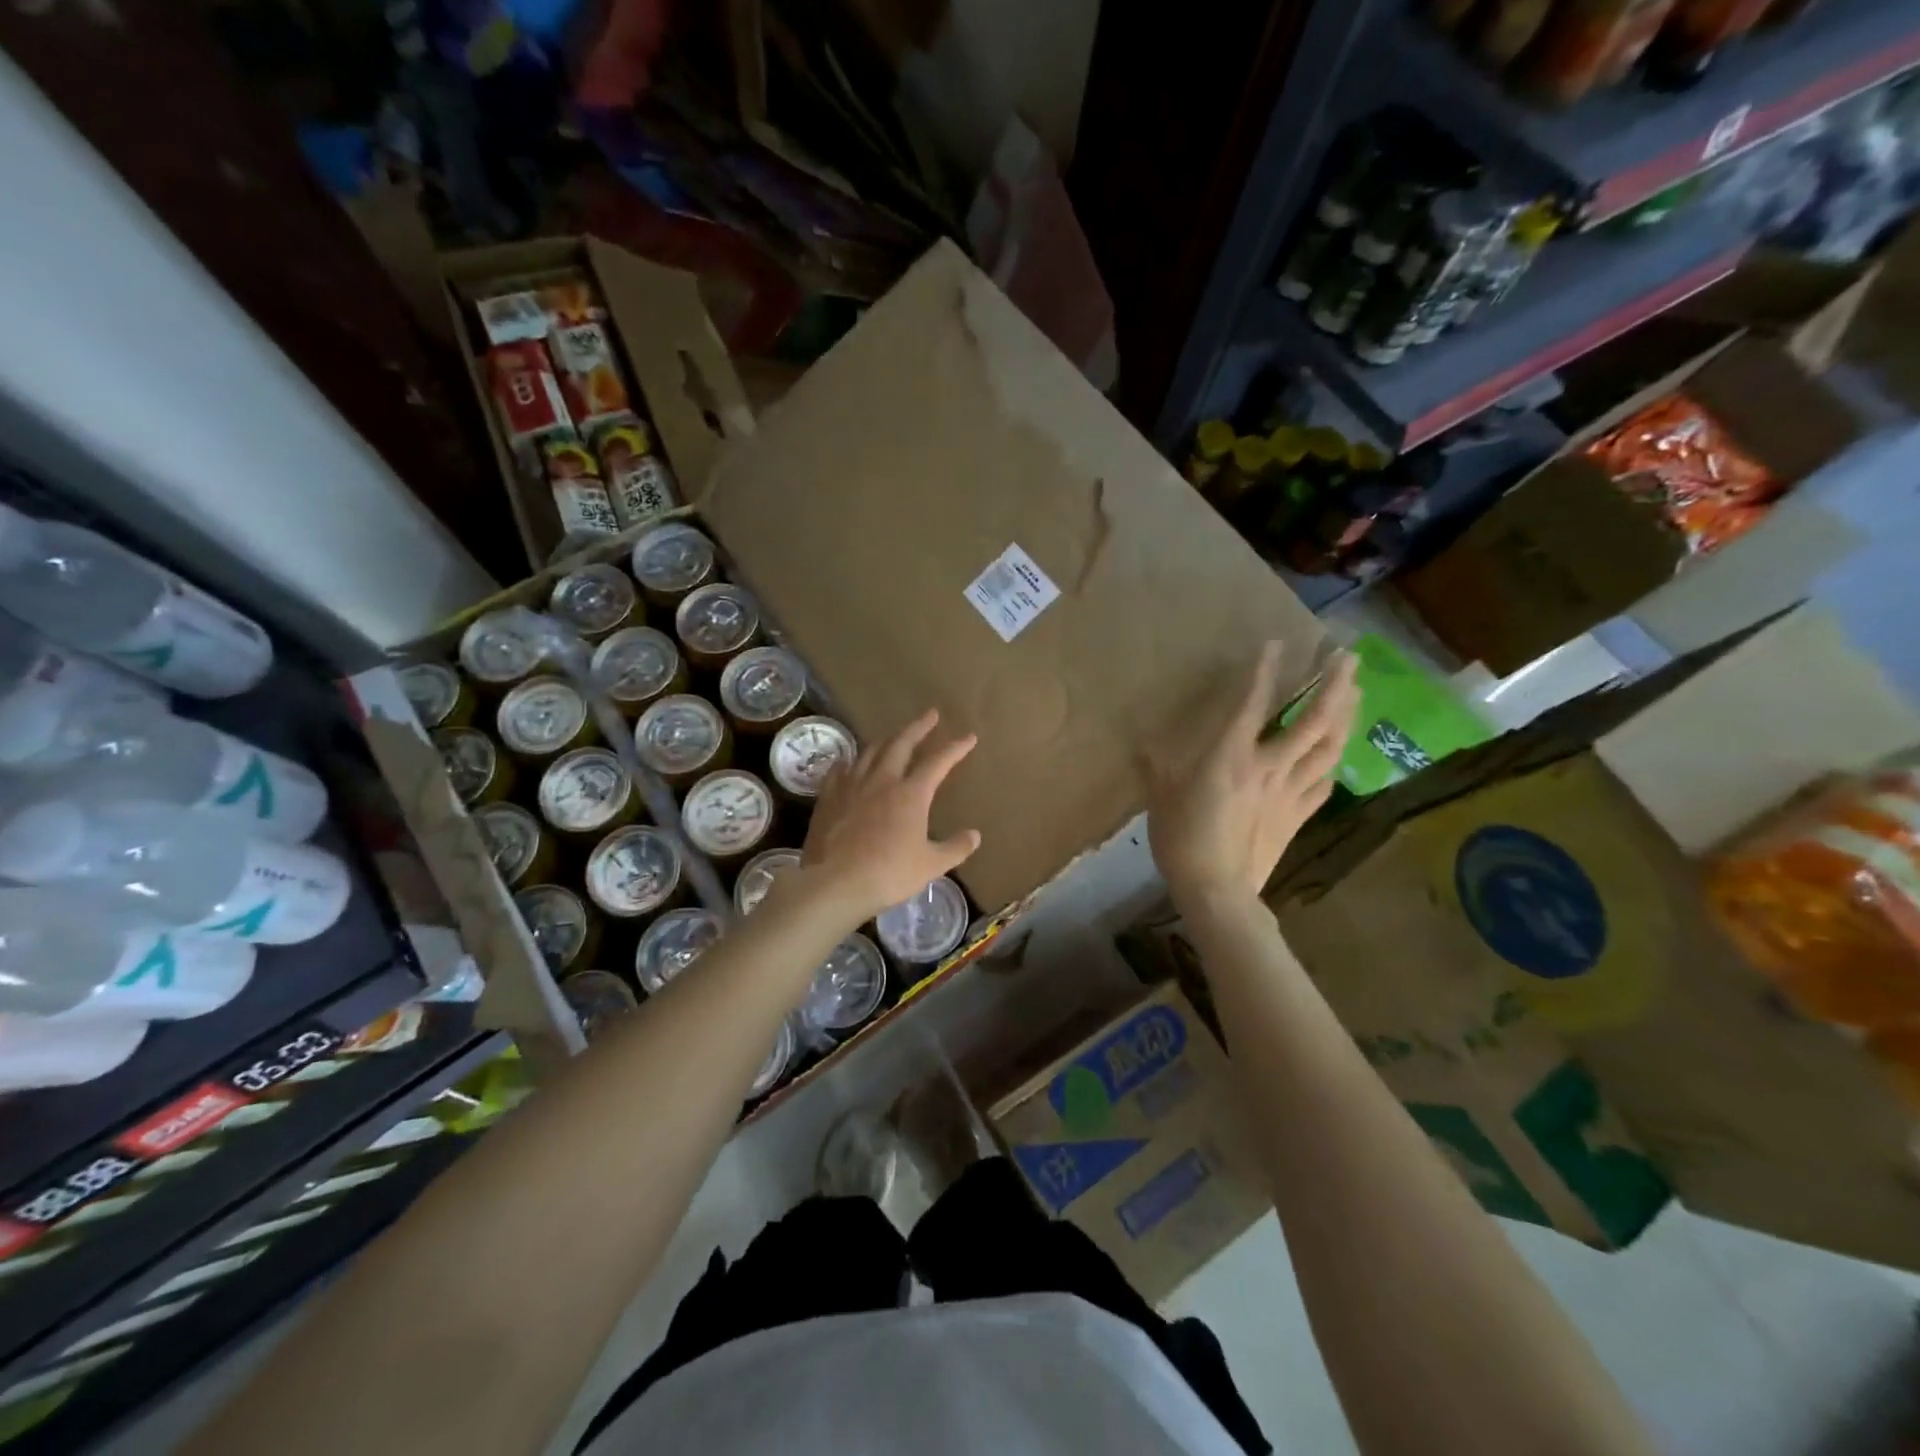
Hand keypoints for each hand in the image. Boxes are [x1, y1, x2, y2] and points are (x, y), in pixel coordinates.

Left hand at [797, 709, 982, 924]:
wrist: (834, 883)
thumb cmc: (888, 874)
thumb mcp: (930, 865)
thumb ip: (955, 848)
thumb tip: (975, 835)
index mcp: (911, 794)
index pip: (938, 762)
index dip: (955, 748)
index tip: (968, 737)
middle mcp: (882, 780)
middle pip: (902, 743)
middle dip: (919, 727)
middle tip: (930, 714)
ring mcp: (851, 785)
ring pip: (871, 751)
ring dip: (887, 740)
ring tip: (894, 736)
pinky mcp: (829, 797)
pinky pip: (840, 770)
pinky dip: (851, 761)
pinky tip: (850, 762)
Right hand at [1144, 643, 1358, 907]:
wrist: (1217, 890)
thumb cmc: (1181, 839)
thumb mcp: (1160, 797)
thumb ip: (1157, 766)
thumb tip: (1143, 745)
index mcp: (1231, 756)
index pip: (1253, 703)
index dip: (1265, 671)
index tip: (1277, 643)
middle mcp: (1269, 765)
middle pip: (1313, 720)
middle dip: (1334, 685)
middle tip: (1349, 657)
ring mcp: (1290, 791)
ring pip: (1329, 747)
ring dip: (1346, 716)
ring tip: (1356, 692)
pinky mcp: (1299, 816)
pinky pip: (1324, 782)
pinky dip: (1333, 762)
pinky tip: (1336, 753)